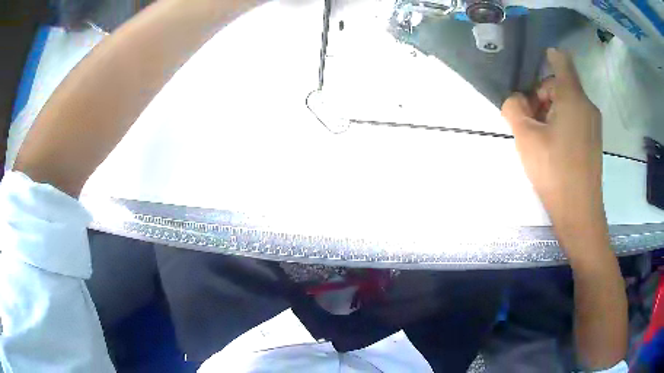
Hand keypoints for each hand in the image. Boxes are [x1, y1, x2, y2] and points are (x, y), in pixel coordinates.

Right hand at [502, 48, 605, 252]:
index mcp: (573, 97)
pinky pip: (575, 118)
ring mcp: (592, 124)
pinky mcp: (593, 141)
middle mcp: (587, 105)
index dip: (549, 56)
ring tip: (538, 136)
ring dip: (550, 110)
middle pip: (561, 85)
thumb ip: (514, 108)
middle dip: (541, 94)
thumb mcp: (525, 137)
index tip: (535, 62)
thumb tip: (516, 100)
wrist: (579, 213)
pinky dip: (561, 122)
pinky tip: (552, 146)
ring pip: (568, 103)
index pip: (561, 61)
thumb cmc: (554, 170)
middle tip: (528, 118)